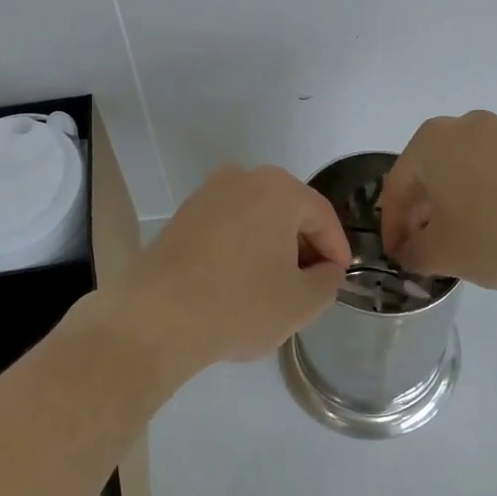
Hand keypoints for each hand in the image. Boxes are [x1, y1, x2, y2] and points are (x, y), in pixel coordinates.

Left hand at [103, 165, 350, 383]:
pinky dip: (242, 247)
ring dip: (272, 246)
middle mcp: (242, 178)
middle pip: (288, 211)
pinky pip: (227, 226)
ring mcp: (207, 194)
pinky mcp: (182, 215)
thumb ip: (328, 281)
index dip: (337, 248)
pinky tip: (240, 281)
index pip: (322, 215)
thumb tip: (326, 270)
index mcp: (278, 190)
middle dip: (304, 244)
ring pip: (256, 217)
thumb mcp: (301, 302)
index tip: (340, 276)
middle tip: (311, 281)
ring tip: (276, 285)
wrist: (157, 317)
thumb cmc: (240, 304)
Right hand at [379, 111, 496, 289]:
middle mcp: (462, 126)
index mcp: (430, 142)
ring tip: (464, 242)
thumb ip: (414, 254)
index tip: (398, 258)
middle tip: (426, 250)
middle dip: (423, 215)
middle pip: (429, 175)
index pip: (395, 188)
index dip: (392, 229)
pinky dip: (487, 199)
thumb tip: (411, 252)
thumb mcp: (443, 254)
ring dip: (455, 206)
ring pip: (463, 172)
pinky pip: (495, 173)